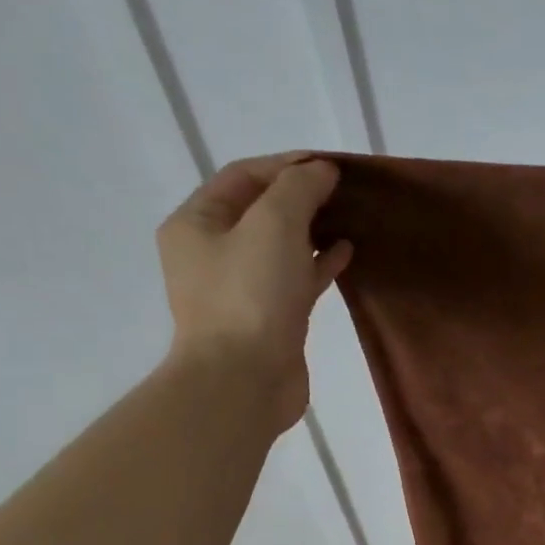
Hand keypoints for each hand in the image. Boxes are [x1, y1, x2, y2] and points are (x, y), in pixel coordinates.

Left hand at [155, 151, 352, 429]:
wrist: (245, 380)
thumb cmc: (251, 296)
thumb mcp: (273, 225)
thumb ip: (298, 190)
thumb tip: (321, 171)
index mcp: (196, 224)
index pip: (243, 177)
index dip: (287, 165)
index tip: (331, 166)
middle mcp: (212, 253)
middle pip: (260, 211)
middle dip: (301, 197)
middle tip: (344, 191)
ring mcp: (241, 289)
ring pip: (280, 246)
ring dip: (312, 230)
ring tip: (349, 218)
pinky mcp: (269, 318)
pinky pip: (295, 279)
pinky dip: (318, 263)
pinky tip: (346, 253)